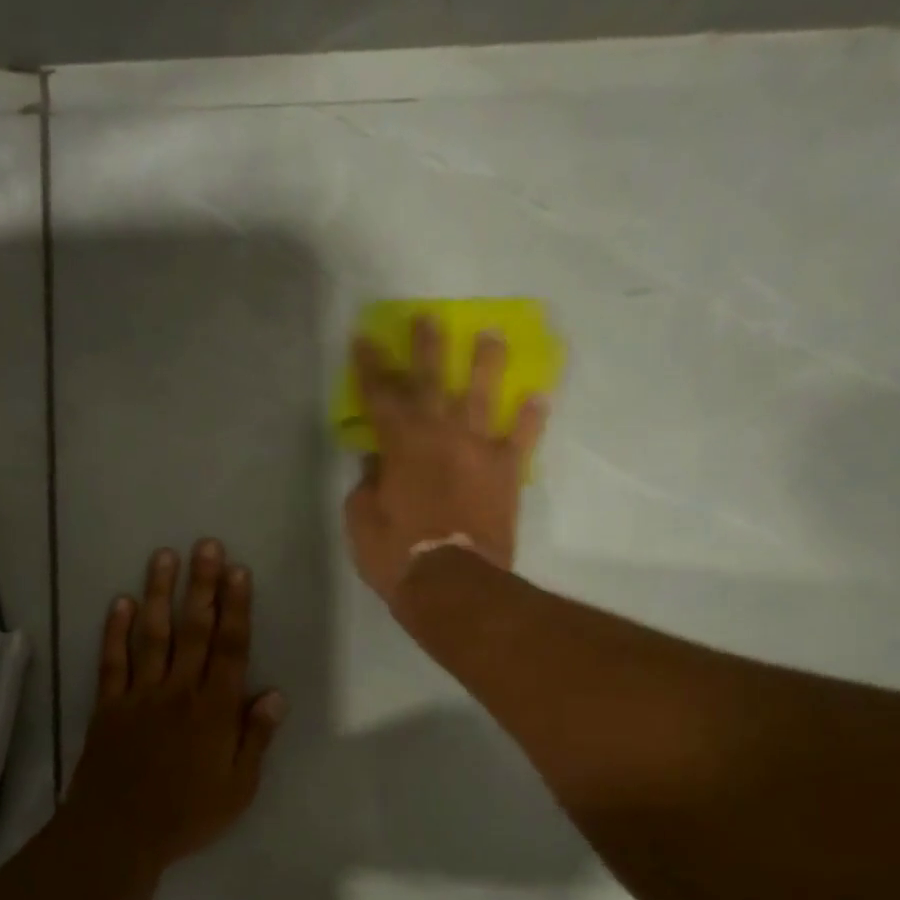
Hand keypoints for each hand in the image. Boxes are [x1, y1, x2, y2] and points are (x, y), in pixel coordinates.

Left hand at [63, 541, 285, 867]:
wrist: (119, 833)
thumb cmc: (187, 814)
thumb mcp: (239, 787)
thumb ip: (256, 738)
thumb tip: (276, 693)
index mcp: (215, 710)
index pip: (231, 648)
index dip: (237, 607)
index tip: (239, 571)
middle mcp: (179, 691)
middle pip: (194, 630)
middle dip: (202, 586)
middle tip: (206, 545)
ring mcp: (140, 695)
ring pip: (152, 635)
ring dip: (159, 594)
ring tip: (164, 556)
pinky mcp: (109, 705)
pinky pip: (112, 661)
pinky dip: (115, 631)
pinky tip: (120, 602)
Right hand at [342, 316, 548, 605]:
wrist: (451, 582)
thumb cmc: (396, 552)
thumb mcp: (361, 519)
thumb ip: (367, 484)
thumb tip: (375, 461)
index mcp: (400, 444)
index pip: (380, 395)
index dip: (370, 366)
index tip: (365, 337)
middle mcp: (440, 435)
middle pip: (432, 381)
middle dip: (427, 347)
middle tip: (429, 317)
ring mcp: (477, 450)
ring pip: (482, 397)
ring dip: (486, 365)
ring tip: (491, 336)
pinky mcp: (506, 473)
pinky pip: (520, 440)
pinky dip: (529, 419)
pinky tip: (538, 397)